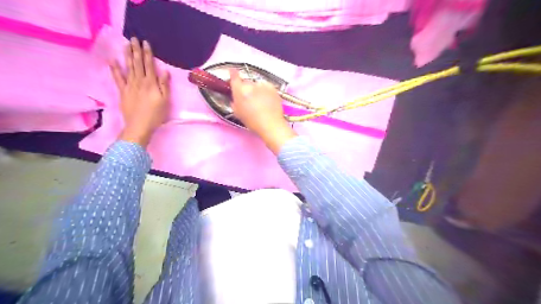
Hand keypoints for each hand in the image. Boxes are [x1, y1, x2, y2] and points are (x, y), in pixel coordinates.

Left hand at [108, 35, 169, 146]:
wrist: (139, 126)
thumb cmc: (156, 115)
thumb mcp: (165, 101)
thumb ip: (164, 85)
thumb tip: (165, 71)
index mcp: (151, 84)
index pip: (149, 65)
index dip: (148, 54)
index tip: (146, 43)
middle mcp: (139, 81)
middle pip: (138, 63)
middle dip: (136, 51)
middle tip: (134, 39)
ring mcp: (129, 86)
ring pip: (128, 67)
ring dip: (127, 55)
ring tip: (126, 45)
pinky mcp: (123, 92)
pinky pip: (118, 78)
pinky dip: (115, 69)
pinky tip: (112, 61)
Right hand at [228, 69, 294, 154]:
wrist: (271, 124)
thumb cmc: (252, 121)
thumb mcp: (238, 113)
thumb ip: (235, 102)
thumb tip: (236, 97)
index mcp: (240, 91)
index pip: (234, 76)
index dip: (233, 73)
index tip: (232, 71)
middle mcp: (251, 85)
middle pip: (246, 82)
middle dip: (246, 88)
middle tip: (249, 99)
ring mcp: (263, 85)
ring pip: (257, 84)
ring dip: (257, 90)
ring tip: (260, 102)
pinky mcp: (273, 88)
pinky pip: (266, 87)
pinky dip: (265, 91)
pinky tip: (267, 101)